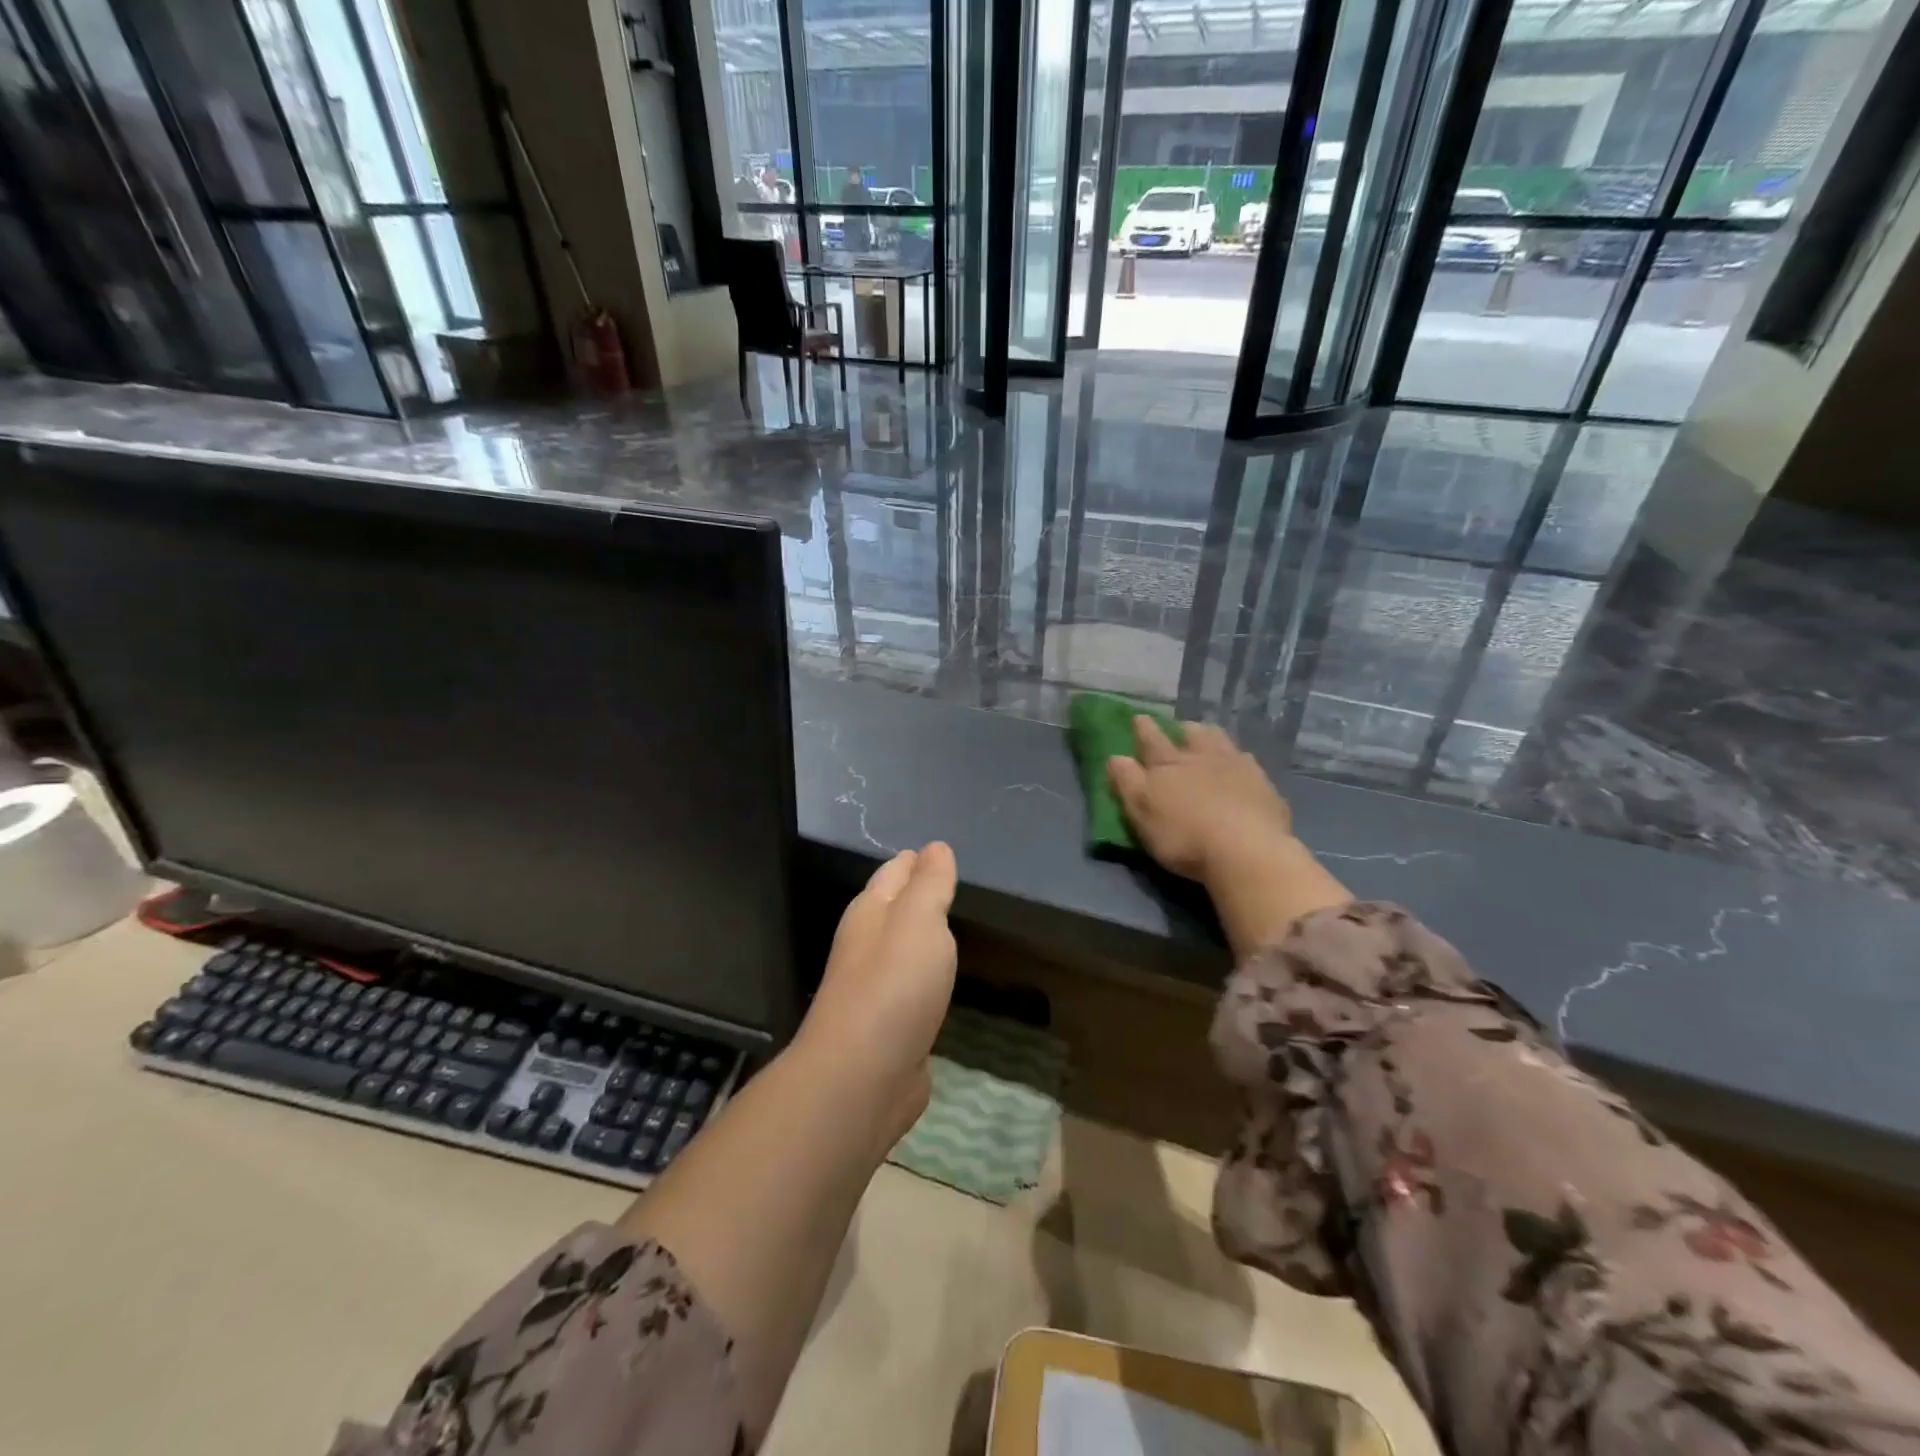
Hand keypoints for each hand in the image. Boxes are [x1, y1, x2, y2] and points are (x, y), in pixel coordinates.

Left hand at [796, 843, 958, 1142]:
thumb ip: (930, 884)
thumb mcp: (920, 919)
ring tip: (948, 926)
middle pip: (893, 908)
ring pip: (901, 949)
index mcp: (869, 912)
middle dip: (917, 894)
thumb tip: (936, 848)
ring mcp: (873, 989)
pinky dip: (924, 976)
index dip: (916, 860)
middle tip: (950, 883)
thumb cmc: (894, 984)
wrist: (862, 1075)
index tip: (940, 850)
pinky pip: (909, 988)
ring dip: (920, 936)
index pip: (893, 872)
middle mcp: (866, 945)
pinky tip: (938, 980)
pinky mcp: (887, 1027)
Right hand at [1105, 717, 1293, 880]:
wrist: (1245, 851)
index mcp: (1168, 764)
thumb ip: (1127, 782)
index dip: (1143, 728)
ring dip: (1212, 738)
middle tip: (1180, 727)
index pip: (1151, 740)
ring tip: (1209, 739)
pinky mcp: (1264, 786)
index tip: (1139, 717)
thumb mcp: (1141, 811)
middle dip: (1182, 729)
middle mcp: (1202, 758)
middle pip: (1192, 734)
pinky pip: (1249, 764)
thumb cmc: (1183, 836)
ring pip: (1222, 742)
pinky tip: (1243, 767)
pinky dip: (1241, 762)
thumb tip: (1115, 757)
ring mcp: (1237, 768)